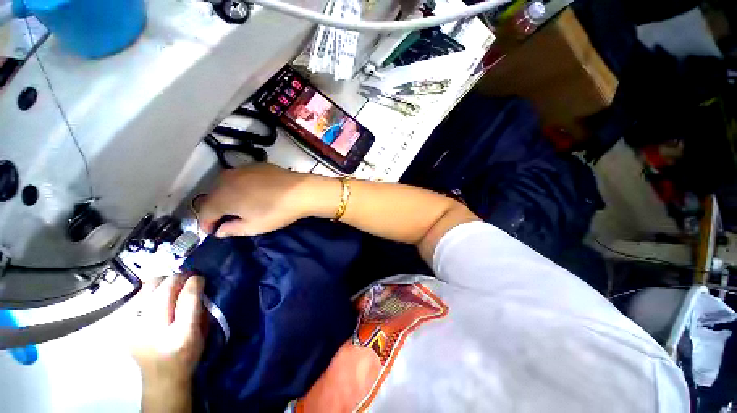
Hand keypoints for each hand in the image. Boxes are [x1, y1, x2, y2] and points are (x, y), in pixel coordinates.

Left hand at [131, 275, 205, 412]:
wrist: (161, 379)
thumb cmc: (188, 355)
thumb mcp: (202, 333)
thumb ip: (200, 308)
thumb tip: (197, 285)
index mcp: (182, 334)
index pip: (187, 298)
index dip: (194, 282)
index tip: (198, 277)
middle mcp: (155, 331)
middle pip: (164, 291)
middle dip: (177, 278)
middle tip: (186, 277)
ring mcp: (134, 329)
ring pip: (147, 290)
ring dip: (162, 282)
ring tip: (170, 284)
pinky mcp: (123, 328)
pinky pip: (136, 298)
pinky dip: (148, 292)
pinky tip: (155, 296)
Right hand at [199, 163, 334, 236]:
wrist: (300, 191)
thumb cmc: (276, 211)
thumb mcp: (254, 227)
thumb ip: (232, 229)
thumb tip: (219, 230)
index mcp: (222, 197)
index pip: (204, 212)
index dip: (206, 224)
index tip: (212, 231)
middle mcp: (226, 180)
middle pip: (213, 196)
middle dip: (215, 209)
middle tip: (225, 219)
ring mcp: (241, 169)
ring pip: (225, 184)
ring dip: (227, 195)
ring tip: (237, 205)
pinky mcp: (256, 165)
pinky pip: (240, 176)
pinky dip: (240, 185)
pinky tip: (251, 191)